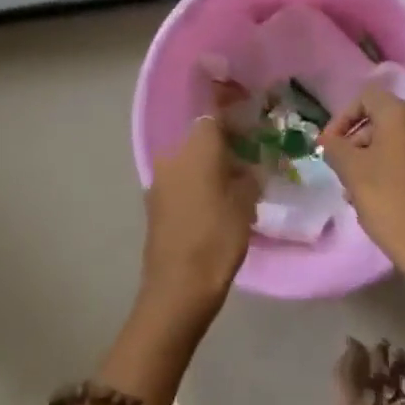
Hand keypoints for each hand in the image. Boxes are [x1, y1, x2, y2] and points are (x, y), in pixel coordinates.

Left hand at [140, 116, 260, 328]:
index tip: (251, 129)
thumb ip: (248, 176)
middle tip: (246, 162)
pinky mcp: (153, 203)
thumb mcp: (246, 204)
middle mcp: (173, 154)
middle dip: (222, 146)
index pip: (216, 116)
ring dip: (207, 167)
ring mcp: (159, 179)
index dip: (235, 119)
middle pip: (201, 138)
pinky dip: (195, 186)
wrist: (177, 288)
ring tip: (232, 187)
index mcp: (197, 147)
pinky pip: (179, 181)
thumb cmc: (217, 239)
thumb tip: (248, 167)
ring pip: (189, 161)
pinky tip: (212, 205)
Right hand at [320, 88, 404, 282]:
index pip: (366, 98)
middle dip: (360, 142)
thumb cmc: (392, 205)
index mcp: (403, 116)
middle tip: (345, 172)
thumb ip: (335, 149)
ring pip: (403, 143)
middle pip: (386, 120)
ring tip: (365, 191)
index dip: (343, 118)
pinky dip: (402, 170)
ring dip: (379, 158)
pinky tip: (392, 200)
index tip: (331, 146)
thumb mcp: (353, 174)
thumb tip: (328, 140)